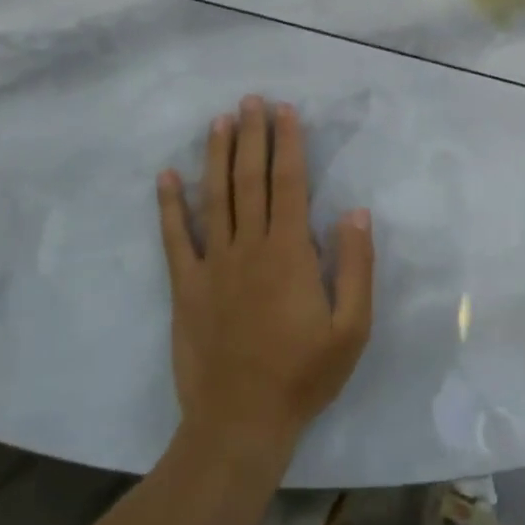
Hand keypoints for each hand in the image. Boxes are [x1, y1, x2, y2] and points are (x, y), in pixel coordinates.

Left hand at [157, 96, 373, 478]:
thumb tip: (357, 212)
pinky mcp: (185, 288)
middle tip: (251, 100)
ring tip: (219, 121)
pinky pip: (175, 238)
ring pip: (213, 198)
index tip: (285, 111)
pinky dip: (169, 205)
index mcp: (289, 253)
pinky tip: (166, 176)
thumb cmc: (303, 376)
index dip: (287, 143)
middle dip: (252, 136)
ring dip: (216, 156)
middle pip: (249, 179)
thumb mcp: (352, 328)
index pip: (289, 183)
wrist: (240, 424)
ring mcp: (211, 266)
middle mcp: (248, 248)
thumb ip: (357, 267)